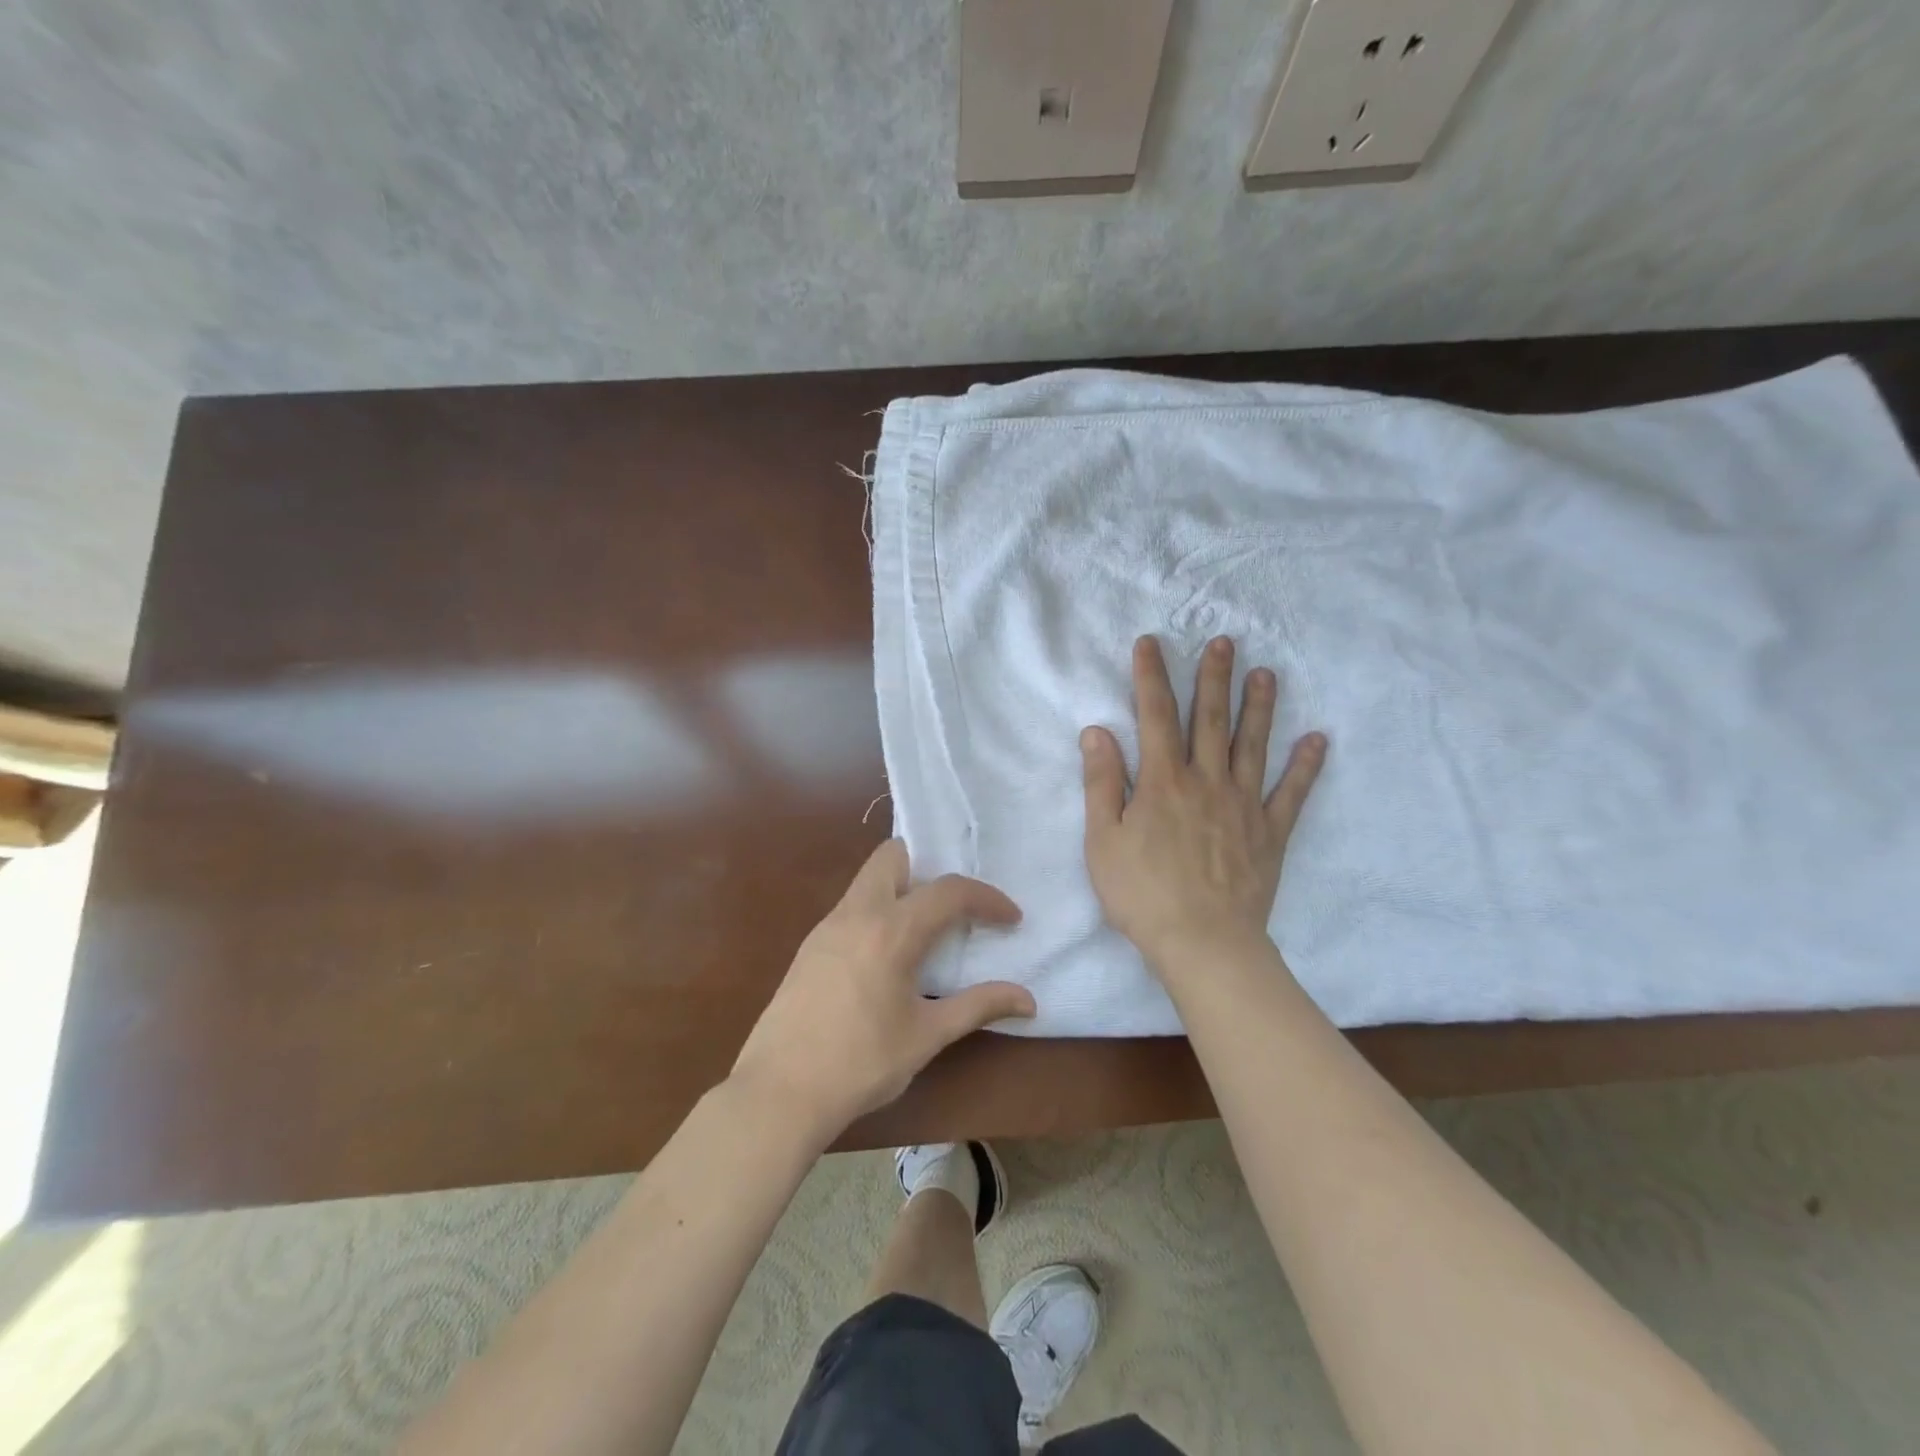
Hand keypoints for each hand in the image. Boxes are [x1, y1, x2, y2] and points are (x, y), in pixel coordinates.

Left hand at [729, 840, 1035, 1138]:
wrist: (778, 1094)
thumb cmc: (861, 1064)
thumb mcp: (927, 1036)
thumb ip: (978, 1007)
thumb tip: (1028, 1000)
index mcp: (891, 930)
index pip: (949, 891)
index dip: (987, 898)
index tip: (1010, 919)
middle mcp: (857, 913)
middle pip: (894, 855)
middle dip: (929, 867)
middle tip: (953, 907)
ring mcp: (826, 926)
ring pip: (868, 879)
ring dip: (901, 889)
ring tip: (926, 931)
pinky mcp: (810, 946)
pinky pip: (851, 906)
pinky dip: (877, 911)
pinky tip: (886, 957)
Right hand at [1081, 634, 1326, 975]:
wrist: (1203, 944)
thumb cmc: (1142, 894)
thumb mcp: (1103, 840)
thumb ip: (1101, 783)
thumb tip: (1098, 731)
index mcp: (1163, 782)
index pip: (1155, 716)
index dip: (1151, 676)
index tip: (1151, 643)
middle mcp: (1207, 781)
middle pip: (1210, 720)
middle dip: (1214, 678)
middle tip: (1224, 642)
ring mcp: (1244, 805)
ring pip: (1253, 746)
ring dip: (1259, 707)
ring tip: (1266, 673)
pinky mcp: (1270, 833)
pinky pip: (1292, 794)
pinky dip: (1305, 767)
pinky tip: (1317, 740)